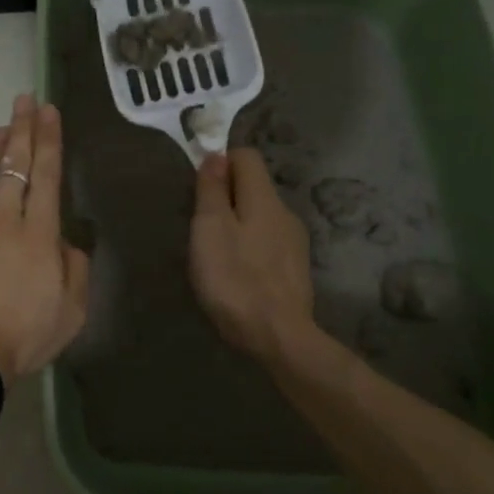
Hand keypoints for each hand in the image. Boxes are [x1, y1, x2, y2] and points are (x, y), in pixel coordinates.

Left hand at [0, 94, 89, 380]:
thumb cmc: (21, 334)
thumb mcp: (71, 312)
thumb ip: (75, 270)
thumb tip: (67, 242)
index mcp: (38, 232)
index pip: (46, 174)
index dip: (49, 139)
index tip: (49, 110)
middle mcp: (1, 218)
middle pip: (13, 165)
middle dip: (21, 129)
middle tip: (24, 100)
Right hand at [190, 149, 315, 363]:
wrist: (279, 338)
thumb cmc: (235, 279)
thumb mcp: (210, 229)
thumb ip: (212, 190)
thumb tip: (216, 155)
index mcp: (264, 198)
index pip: (246, 156)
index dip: (220, 162)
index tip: (198, 187)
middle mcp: (285, 212)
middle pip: (253, 186)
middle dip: (225, 196)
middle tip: (199, 225)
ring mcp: (294, 242)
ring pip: (260, 216)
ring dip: (237, 223)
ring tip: (215, 252)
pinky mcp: (295, 269)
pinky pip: (267, 241)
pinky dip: (249, 246)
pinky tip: (237, 273)